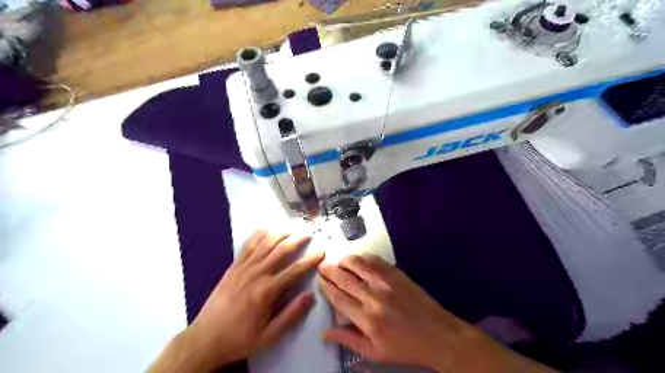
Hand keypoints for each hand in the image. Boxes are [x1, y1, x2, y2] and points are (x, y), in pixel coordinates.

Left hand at [151, 227, 326, 372]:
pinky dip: (259, 234)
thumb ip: (291, 315)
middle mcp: (256, 273)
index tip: (322, 251)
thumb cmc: (240, 338)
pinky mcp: (234, 266)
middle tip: (310, 230)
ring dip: (281, 231)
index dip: (311, 259)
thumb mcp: (269, 336)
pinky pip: (248, 245)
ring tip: (294, 225)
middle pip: (281, 249)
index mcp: (267, 291)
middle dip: (298, 238)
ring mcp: (244, 267)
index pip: (295, 270)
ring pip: (266, 242)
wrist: (205, 338)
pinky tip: (268, 229)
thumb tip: (309, 296)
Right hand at [320, 254, 556, 372]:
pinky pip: (375, 261)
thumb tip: (325, 332)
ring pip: (358, 264)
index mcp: (367, 319)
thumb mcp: (376, 352)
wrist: (439, 335)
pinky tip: (358, 259)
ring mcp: (387, 282)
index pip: (339, 298)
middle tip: (322, 267)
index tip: (320, 282)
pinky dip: (363, 257)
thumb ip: (349, 340)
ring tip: (338, 261)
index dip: (326, 288)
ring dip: (345, 261)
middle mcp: (374, 297)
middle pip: (345, 278)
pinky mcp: (397, 274)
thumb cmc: (406, 348)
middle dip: (330, 271)